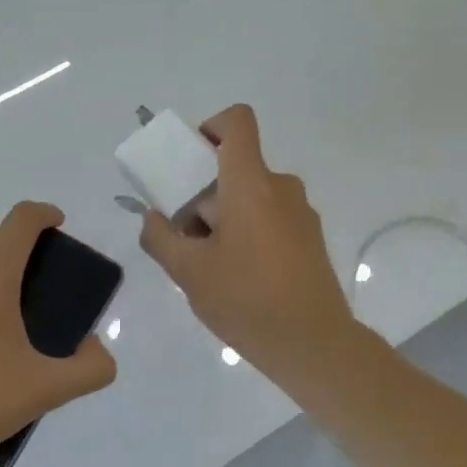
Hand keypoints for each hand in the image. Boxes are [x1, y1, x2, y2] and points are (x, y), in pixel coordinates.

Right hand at [138, 105, 356, 381]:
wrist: (313, 344)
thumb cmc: (246, 300)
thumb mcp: (188, 273)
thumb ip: (160, 237)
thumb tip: (152, 218)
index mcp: (251, 184)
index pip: (237, 122)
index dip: (209, 127)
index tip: (189, 163)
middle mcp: (281, 187)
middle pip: (235, 168)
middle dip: (203, 194)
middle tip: (186, 237)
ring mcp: (301, 213)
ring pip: (251, 197)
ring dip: (224, 218)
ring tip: (210, 265)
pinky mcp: (310, 238)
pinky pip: (270, 218)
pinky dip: (248, 233)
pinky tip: (238, 278)